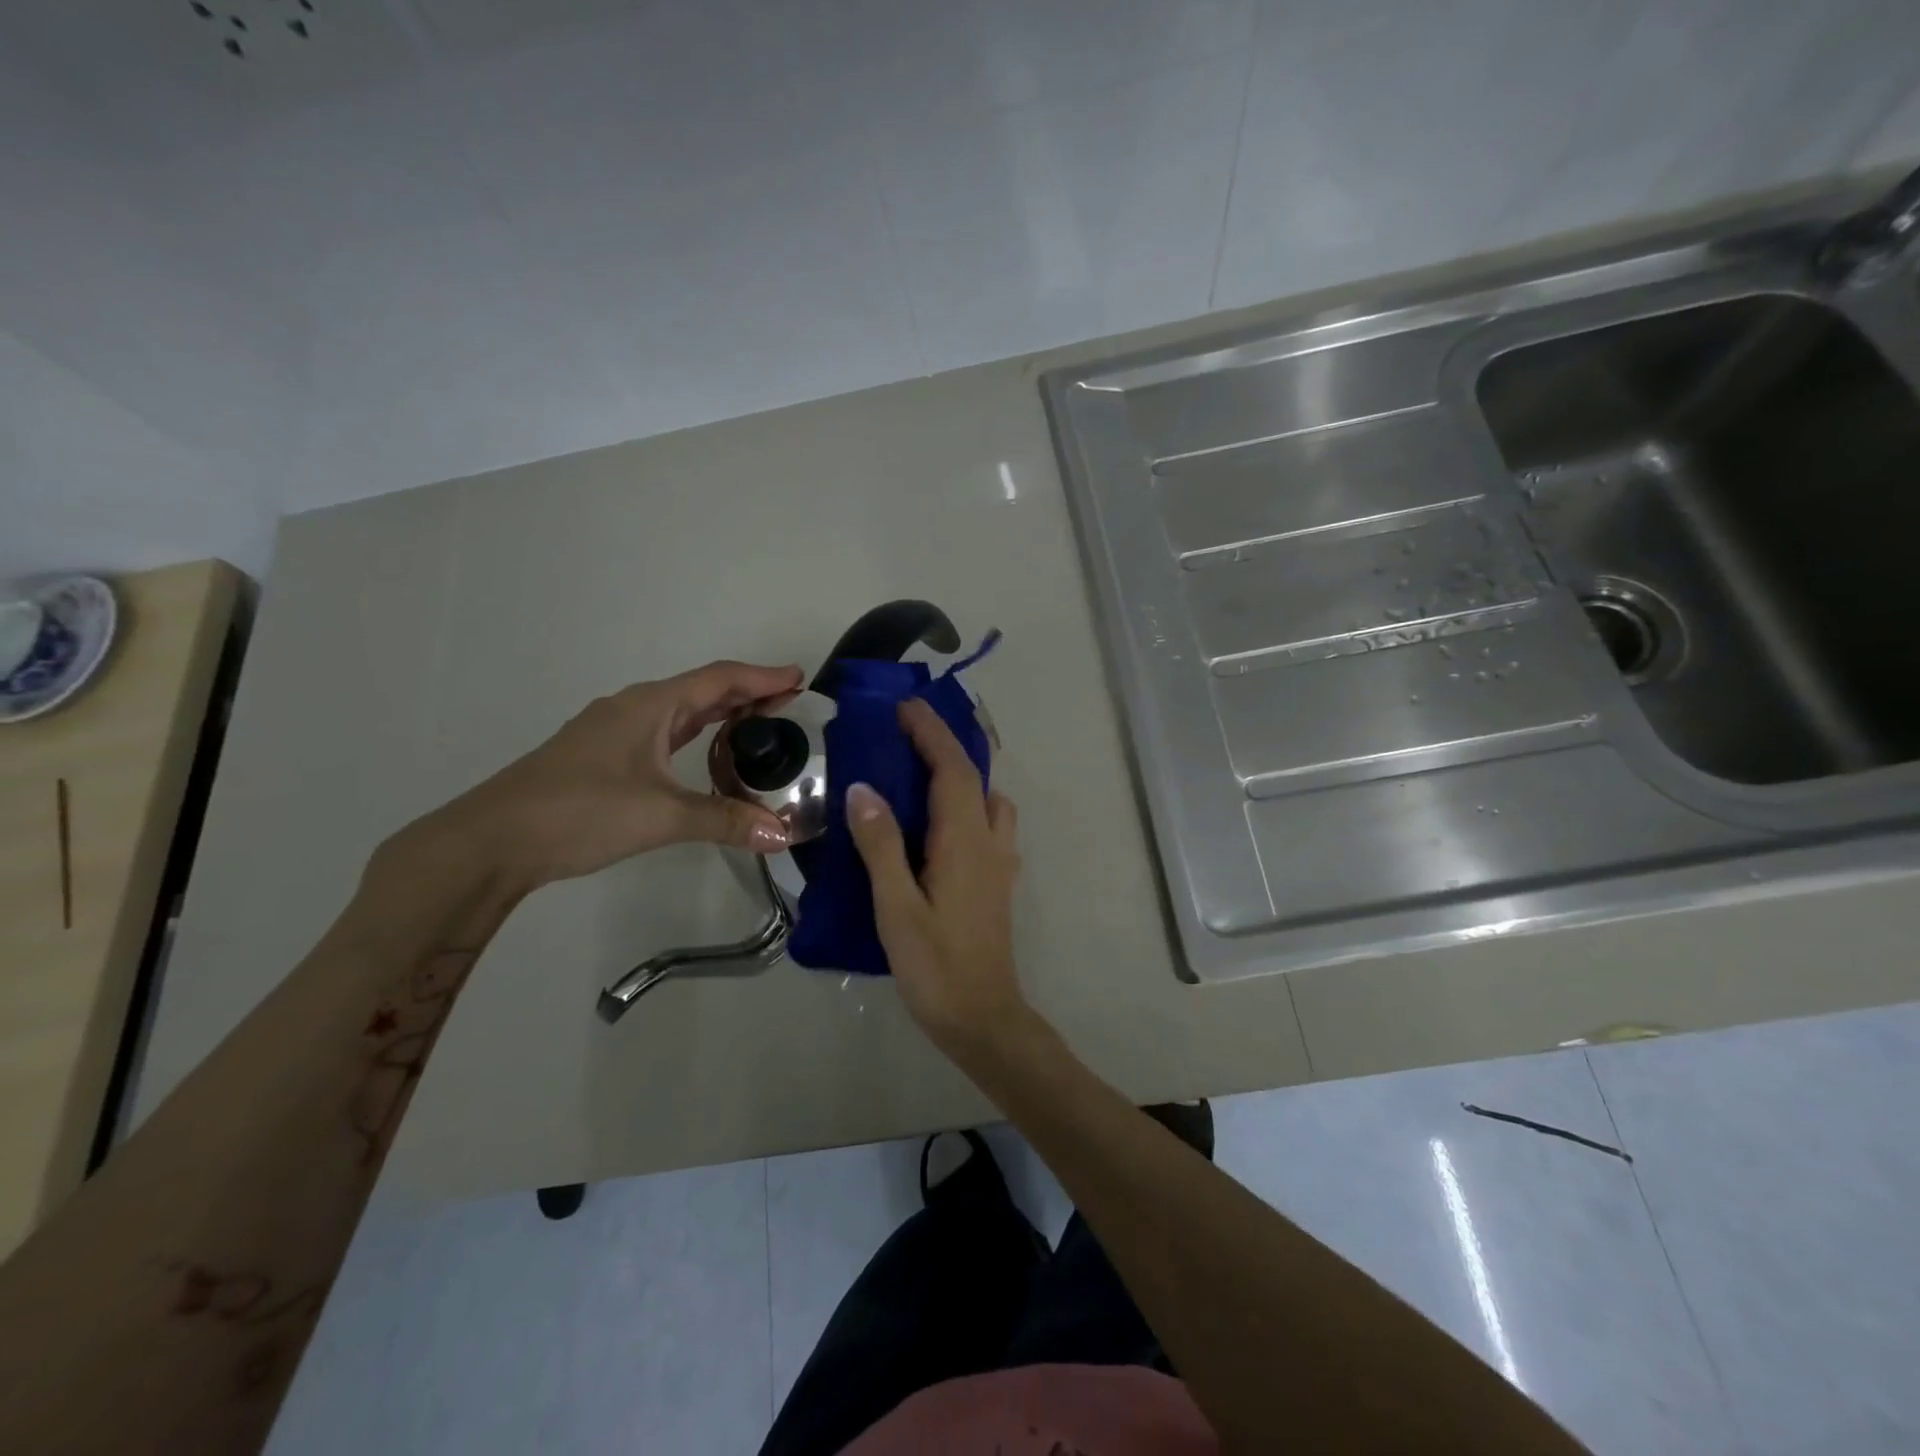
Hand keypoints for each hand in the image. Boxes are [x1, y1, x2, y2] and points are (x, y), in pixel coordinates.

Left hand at [427, 660, 803, 890]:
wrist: (490, 842)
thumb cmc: (579, 812)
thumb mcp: (660, 816)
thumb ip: (725, 820)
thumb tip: (784, 834)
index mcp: (649, 706)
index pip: (719, 679)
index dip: (763, 677)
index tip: (800, 678)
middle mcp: (633, 709)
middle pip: (702, 691)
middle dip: (748, 695)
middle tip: (792, 707)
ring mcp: (614, 732)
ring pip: (681, 713)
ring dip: (721, 716)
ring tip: (760, 728)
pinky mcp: (603, 757)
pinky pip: (664, 734)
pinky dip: (696, 736)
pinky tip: (707, 757)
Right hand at [845, 698, 1028, 1057]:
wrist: (983, 1017)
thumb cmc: (935, 965)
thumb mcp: (896, 907)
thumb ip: (881, 846)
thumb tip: (864, 789)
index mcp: (965, 840)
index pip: (953, 769)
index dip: (931, 733)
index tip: (904, 707)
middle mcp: (990, 841)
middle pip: (974, 776)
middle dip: (945, 744)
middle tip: (907, 729)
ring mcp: (1000, 862)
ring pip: (989, 800)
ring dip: (961, 774)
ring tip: (922, 773)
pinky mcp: (998, 881)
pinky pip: (988, 824)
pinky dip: (968, 803)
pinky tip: (938, 824)